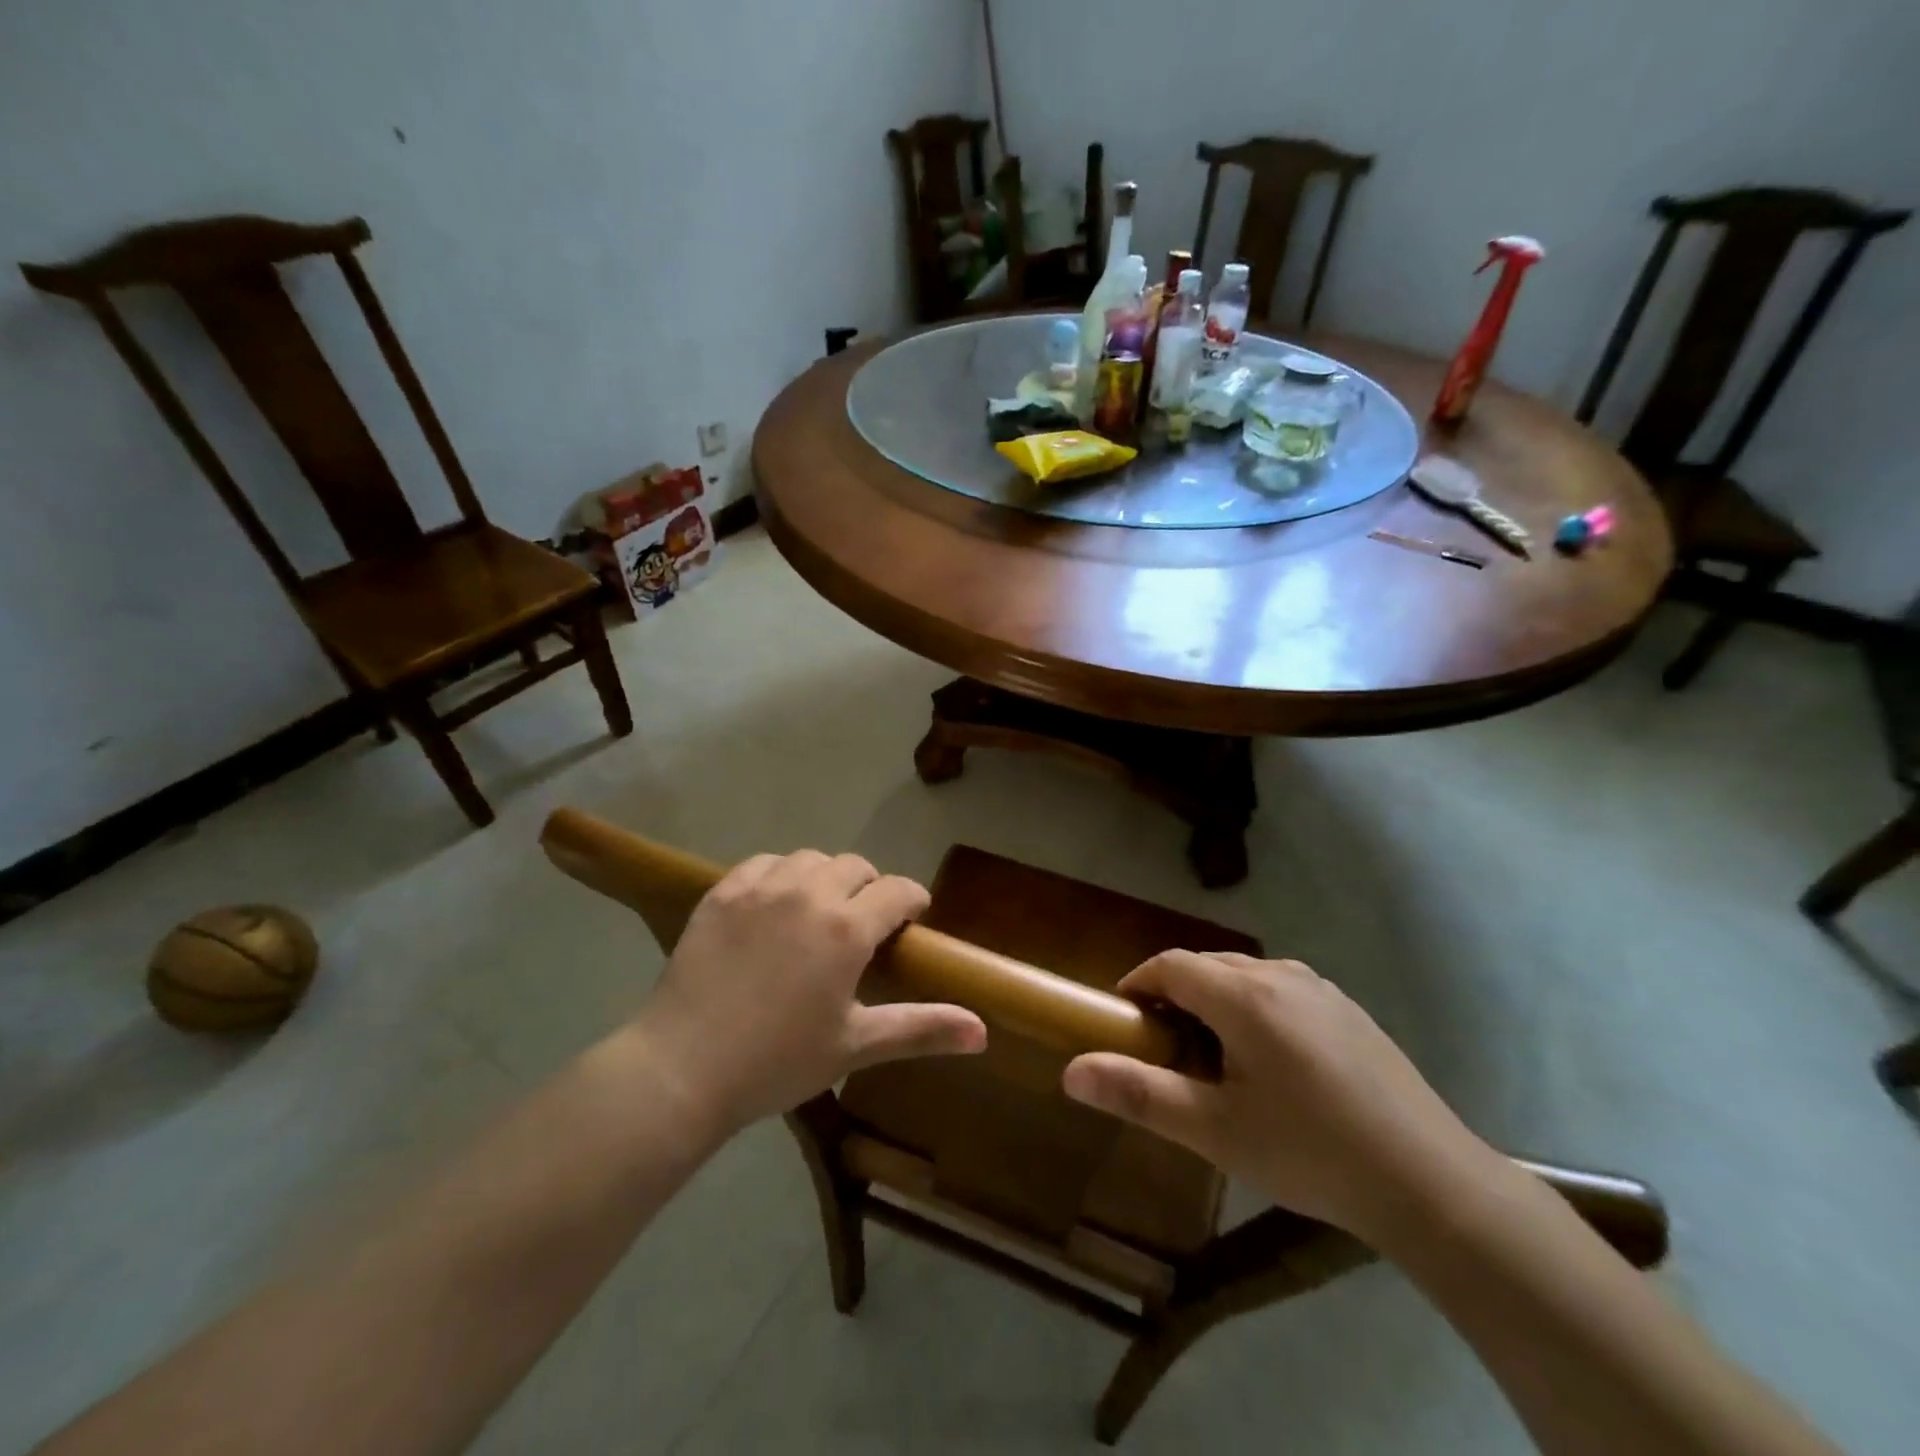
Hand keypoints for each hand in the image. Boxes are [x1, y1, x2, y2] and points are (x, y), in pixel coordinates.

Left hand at [633, 851, 986, 1132]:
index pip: (898, 891)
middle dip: (870, 888)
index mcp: (848, 928)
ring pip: (810, 860)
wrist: (682, 1067)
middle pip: (856, 866)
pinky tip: (773, 906)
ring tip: (817, 913)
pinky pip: (764, 864)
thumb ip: (922, 1028)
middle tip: (862, 926)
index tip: (912, 920)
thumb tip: (983, 1032)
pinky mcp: (722, 892)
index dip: (913, 901)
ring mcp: (762, 888)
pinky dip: (779, 876)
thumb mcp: (855, 1045)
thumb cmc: (778, 1061)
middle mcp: (809, 893)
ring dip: (825, 879)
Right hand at [1062, 952, 1495, 1244]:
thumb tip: (1071, 1071)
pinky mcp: (1349, 1011)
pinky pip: (1281, 990)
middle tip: (1163, 1047)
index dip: (1138, 984)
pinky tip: (1271, 1064)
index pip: (1170, 965)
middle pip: (1207, 966)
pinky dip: (1253, 1008)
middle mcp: (1280, 976)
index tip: (1124, 1020)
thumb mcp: (1216, 1131)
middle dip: (1174, 994)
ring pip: (1245, 976)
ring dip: (1214, 1000)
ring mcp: (1321, 990)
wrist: (1430, 1182)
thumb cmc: (1310, 1152)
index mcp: (1244, 996)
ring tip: (1213, 1057)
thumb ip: (1140, 1094)